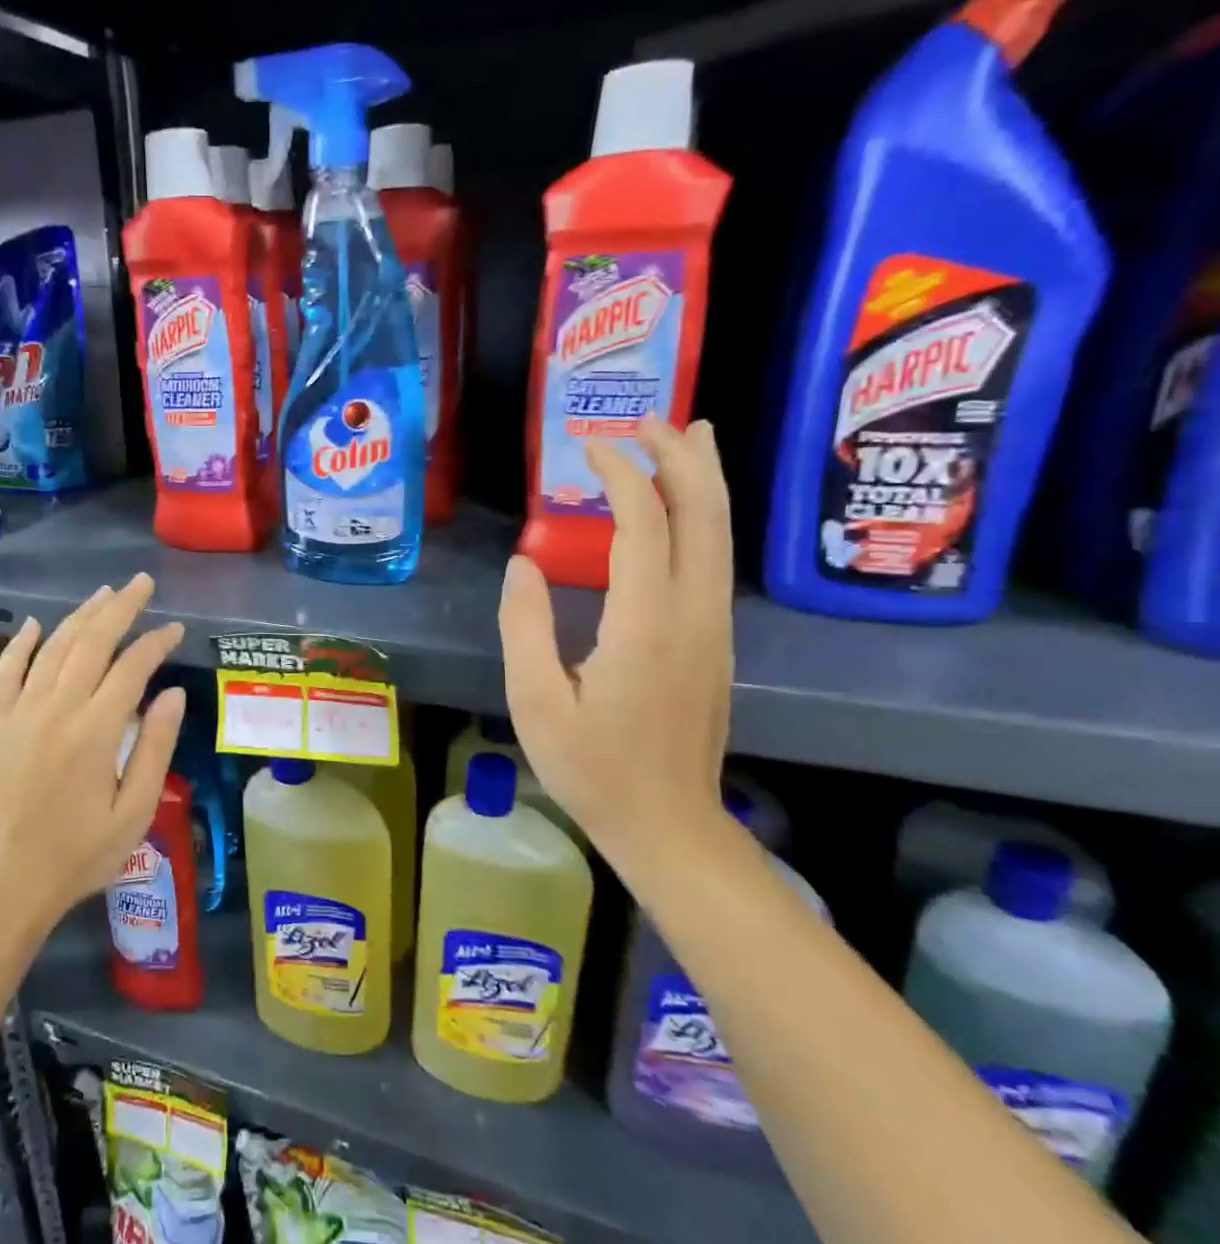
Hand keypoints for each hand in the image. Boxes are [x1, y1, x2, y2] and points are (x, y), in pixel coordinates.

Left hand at [0, 574, 186, 930]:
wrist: (6, 884)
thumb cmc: (80, 854)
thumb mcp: (134, 811)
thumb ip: (155, 747)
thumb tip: (173, 694)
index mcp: (95, 730)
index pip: (132, 667)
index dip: (156, 642)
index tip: (176, 629)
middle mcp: (56, 709)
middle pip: (91, 642)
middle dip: (120, 608)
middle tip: (142, 584)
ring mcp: (20, 713)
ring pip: (53, 648)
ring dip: (80, 616)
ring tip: (104, 594)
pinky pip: (8, 672)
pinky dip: (21, 644)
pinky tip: (34, 625)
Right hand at [499, 417, 733, 859]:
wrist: (668, 825)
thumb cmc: (593, 768)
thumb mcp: (536, 701)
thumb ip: (525, 626)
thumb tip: (524, 563)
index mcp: (645, 624)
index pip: (643, 523)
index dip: (621, 474)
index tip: (588, 445)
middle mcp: (692, 614)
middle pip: (703, 514)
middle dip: (680, 457)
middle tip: (650, 418)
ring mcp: (714, 628)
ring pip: (720, 535)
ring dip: (704, 479)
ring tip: (688, 436)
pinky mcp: (716, 644)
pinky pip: (715, 562)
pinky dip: (703, 518)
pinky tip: (687, 510)